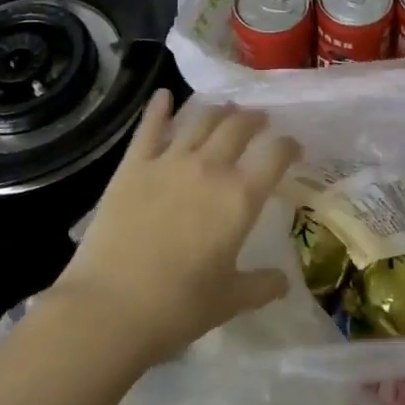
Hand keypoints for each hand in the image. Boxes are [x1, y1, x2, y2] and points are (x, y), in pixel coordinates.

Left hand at [50, 93, 299, 366]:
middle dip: (254, 119)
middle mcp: (210, 168)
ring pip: (200, 119)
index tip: (293, 147)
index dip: (289, 146)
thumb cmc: (177, 308)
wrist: (110, 308)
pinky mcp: (134, 165)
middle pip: (239, 126)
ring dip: (217, 110)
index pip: (275, 155)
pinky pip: (150, 127)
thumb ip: (261, 286)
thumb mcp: (229, 301)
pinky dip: (159, 108)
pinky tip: (164, 95)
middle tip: (259, 120)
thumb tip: (284, 281)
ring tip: (224, 108)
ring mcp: (169, 161)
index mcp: (240, 198)